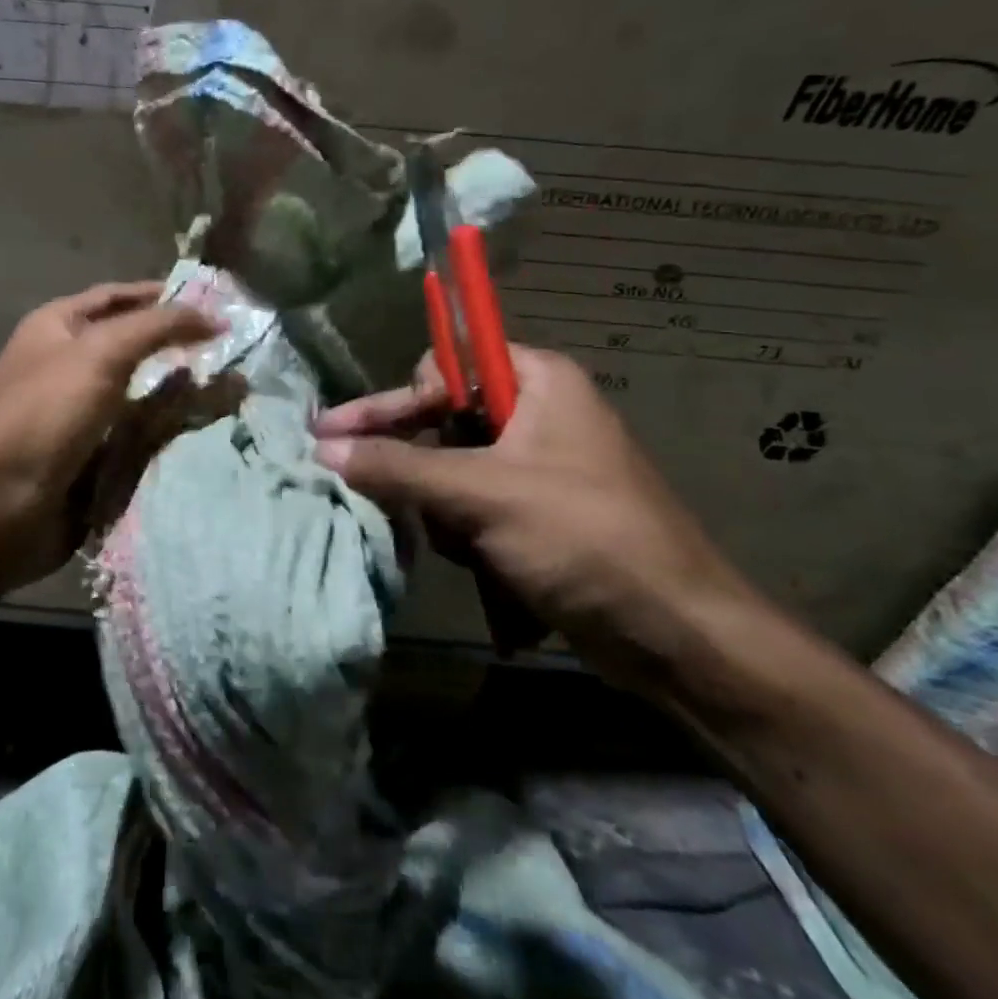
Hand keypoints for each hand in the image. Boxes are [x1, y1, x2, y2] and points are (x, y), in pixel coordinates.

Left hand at [0, 282, 218, 596]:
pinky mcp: (97, 459)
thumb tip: (213, 316)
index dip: (165, 296)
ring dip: (186, 395)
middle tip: (238, 350)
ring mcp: (84, 416)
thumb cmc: (43, 416)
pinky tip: (214, 431)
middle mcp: (70, 366)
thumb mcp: (100, 354)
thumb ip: (157, 327)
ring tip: (240, 391)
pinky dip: (174, 434)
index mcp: (58, 328)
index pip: (119, 298)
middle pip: (137, 347)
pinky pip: (144, 438)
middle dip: (183, 348)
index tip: (217, 303)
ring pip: (147, 396)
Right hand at [313, 346, 763, 693]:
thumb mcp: (483, 494)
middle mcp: (536, 414)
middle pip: (443, 418)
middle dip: (411, 460)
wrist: (674, 634)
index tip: (351, 428)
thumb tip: (323, 449)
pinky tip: (474, 561)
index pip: (448, 364)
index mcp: (538, 382)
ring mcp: (535, 467)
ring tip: (458, 541)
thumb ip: (398, 467)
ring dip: (439, 506)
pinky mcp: (534, 513)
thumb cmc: (584, 538)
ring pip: (451, 468)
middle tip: (346, 476)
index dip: (403, 396)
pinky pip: (472, 504)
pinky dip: (461, 530)